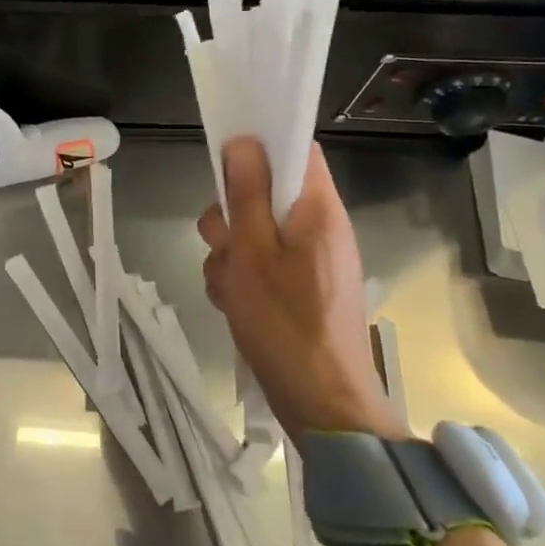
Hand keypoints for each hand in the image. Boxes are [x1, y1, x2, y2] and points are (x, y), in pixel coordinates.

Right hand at [198, 138, 404, 442]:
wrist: (321, 404)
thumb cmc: (285, 323)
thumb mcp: (252, 253)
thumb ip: (246, 194)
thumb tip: (244, 141)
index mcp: (317, 209)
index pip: (296, 149)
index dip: (260, 144)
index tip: (224, 158)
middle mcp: (317, 227)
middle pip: (264, 192)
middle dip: (231, 214)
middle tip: (224, 244)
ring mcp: (308, 259)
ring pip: (253, 230)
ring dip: (229, 252)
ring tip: (228, 285)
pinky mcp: (297, 286)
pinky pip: (259, 263)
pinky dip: (240, 277)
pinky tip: (233, 302)